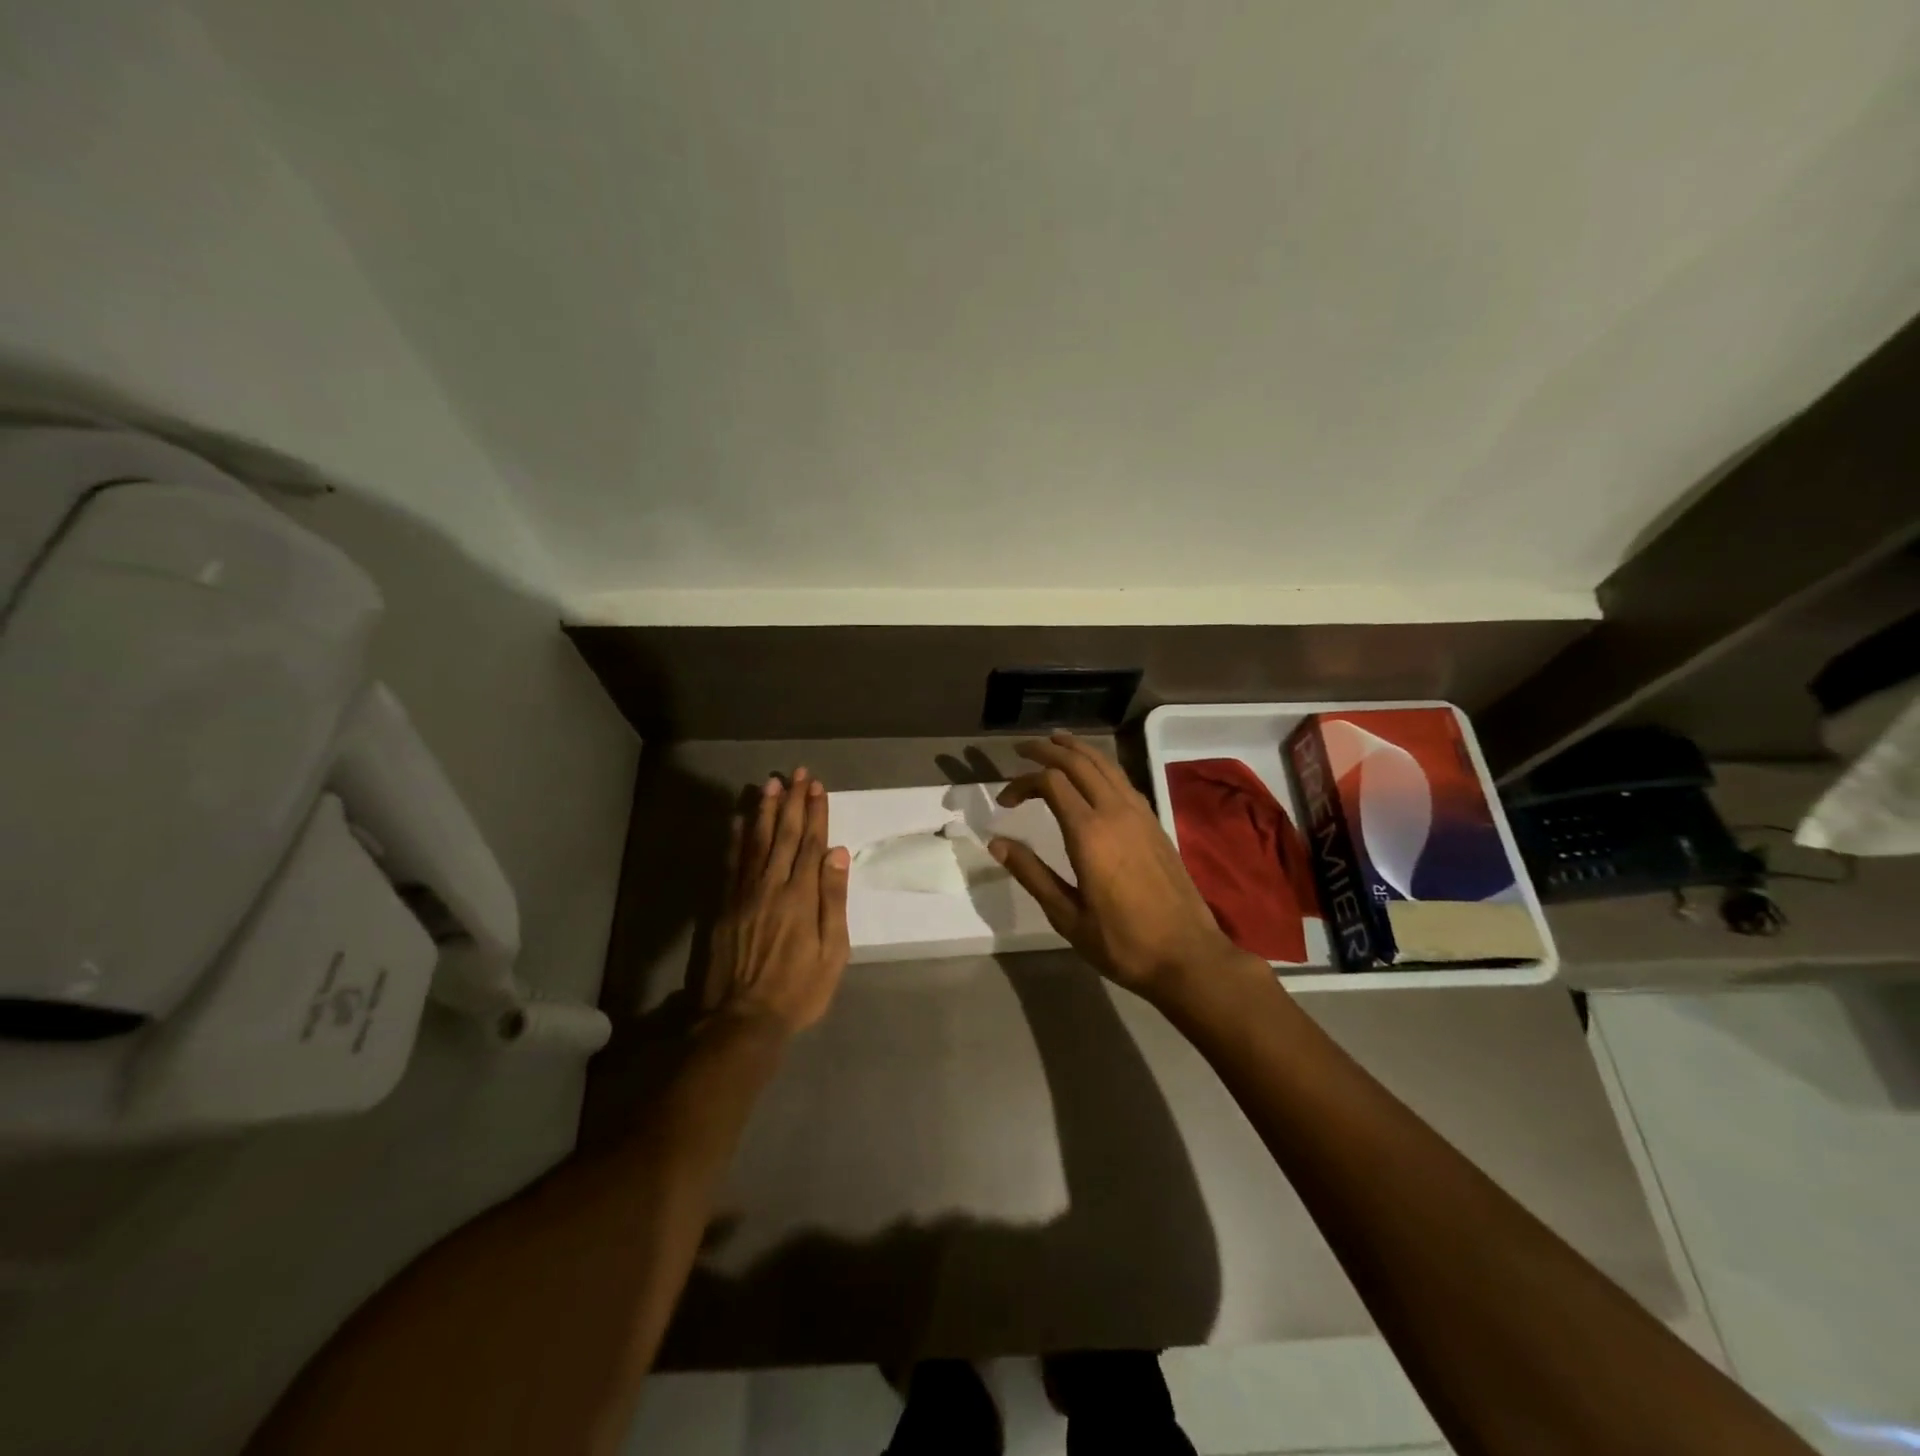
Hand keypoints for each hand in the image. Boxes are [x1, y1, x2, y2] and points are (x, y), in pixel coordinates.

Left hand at [703, 768, 851, 1035]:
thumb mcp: (832, 951)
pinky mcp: (725, 905)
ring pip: (756, 842)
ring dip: (765, 811)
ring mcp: (744, 894)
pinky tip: (738, 820)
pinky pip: (732, 863)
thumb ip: (833, 900)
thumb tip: (837, 853)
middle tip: (797, 774)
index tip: (817, 787)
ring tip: (771, 785)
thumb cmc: (799, 989)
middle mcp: (772, 886)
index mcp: (801, 896)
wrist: (743, 1019)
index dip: (815, 813)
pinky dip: (736, 838)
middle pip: (784, 835)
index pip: (811, 844)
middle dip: (792, 802)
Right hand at [988, 733, 1248, 1002]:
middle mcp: (1115, 812)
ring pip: (1105, 764)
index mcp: (1089, 833)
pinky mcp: (1155, 822)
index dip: (1022, 783)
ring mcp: (1140, 814)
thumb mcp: (1067, 916)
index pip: (1050, 782)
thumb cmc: (1122, 942)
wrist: (1187, 955)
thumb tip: (997, 843)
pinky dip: (1100, 765)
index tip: (1004, 801)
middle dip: (1047, 750)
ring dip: (1077, 749)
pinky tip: (1092, 774)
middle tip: (1022, 749)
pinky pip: (1122, 779)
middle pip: (1078, 762)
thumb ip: (1032, 874)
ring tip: (1055, 742)